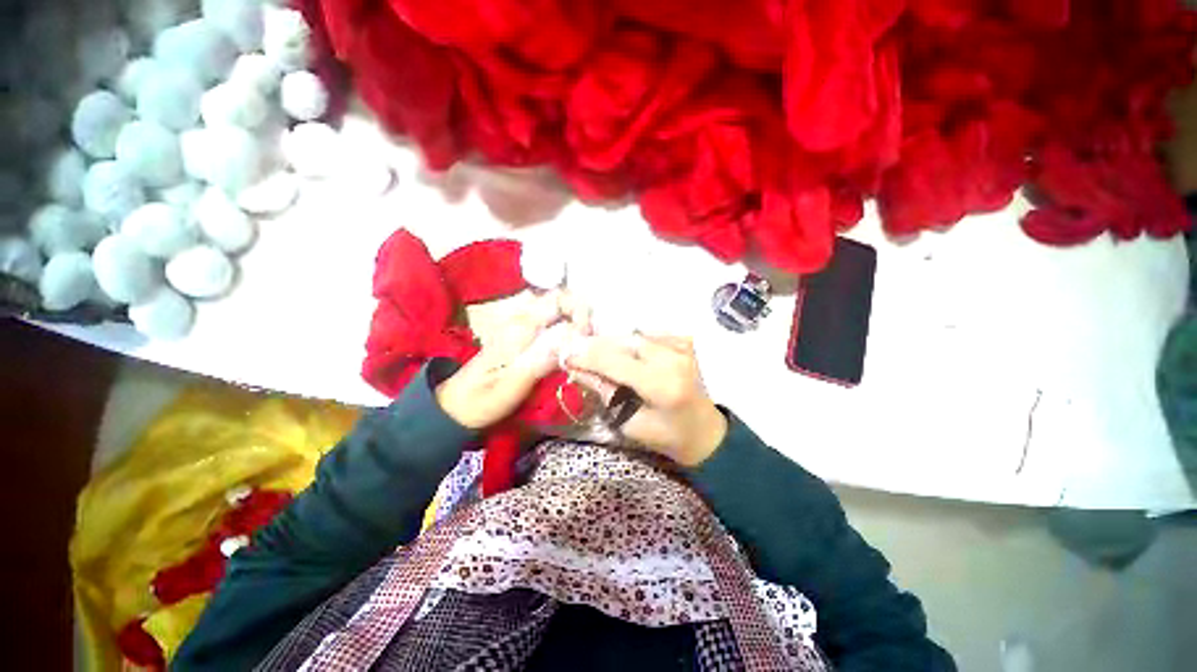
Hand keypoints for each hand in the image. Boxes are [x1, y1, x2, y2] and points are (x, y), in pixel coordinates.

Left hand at [435, 291, 589, 429]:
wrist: (456, 407)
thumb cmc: (482, 400)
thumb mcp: (511, 385)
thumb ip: (541, 361)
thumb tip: (572, 340)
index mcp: (520, 328)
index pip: (558, 299)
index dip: (579, 311)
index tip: (588, 336)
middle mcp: (523, 321)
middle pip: (560, 302)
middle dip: (582, 316)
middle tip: (591, 343)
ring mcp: (522, 329)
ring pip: (558, 314)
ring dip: (576, 324)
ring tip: (586, 348)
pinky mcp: (523, 340)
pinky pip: (552, 327)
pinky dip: (567, 333)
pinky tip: (573, 351)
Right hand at [566, 334, 727, 466]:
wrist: (704, 430)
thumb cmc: (667, 436)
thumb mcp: (630, 423)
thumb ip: (605, 393)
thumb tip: (577, 369)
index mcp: (662, 385)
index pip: (616, 361)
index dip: (587, 356)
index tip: (566, 354)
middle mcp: (673, 359)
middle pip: (624, 342)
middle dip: (598, 346)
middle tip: (578, 353)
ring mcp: (681, 347)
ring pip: (635, 335)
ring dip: (614, 343)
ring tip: (600, 355)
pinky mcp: (684, 342)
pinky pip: (648, 334)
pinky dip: (632, 341)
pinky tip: (627, 354)